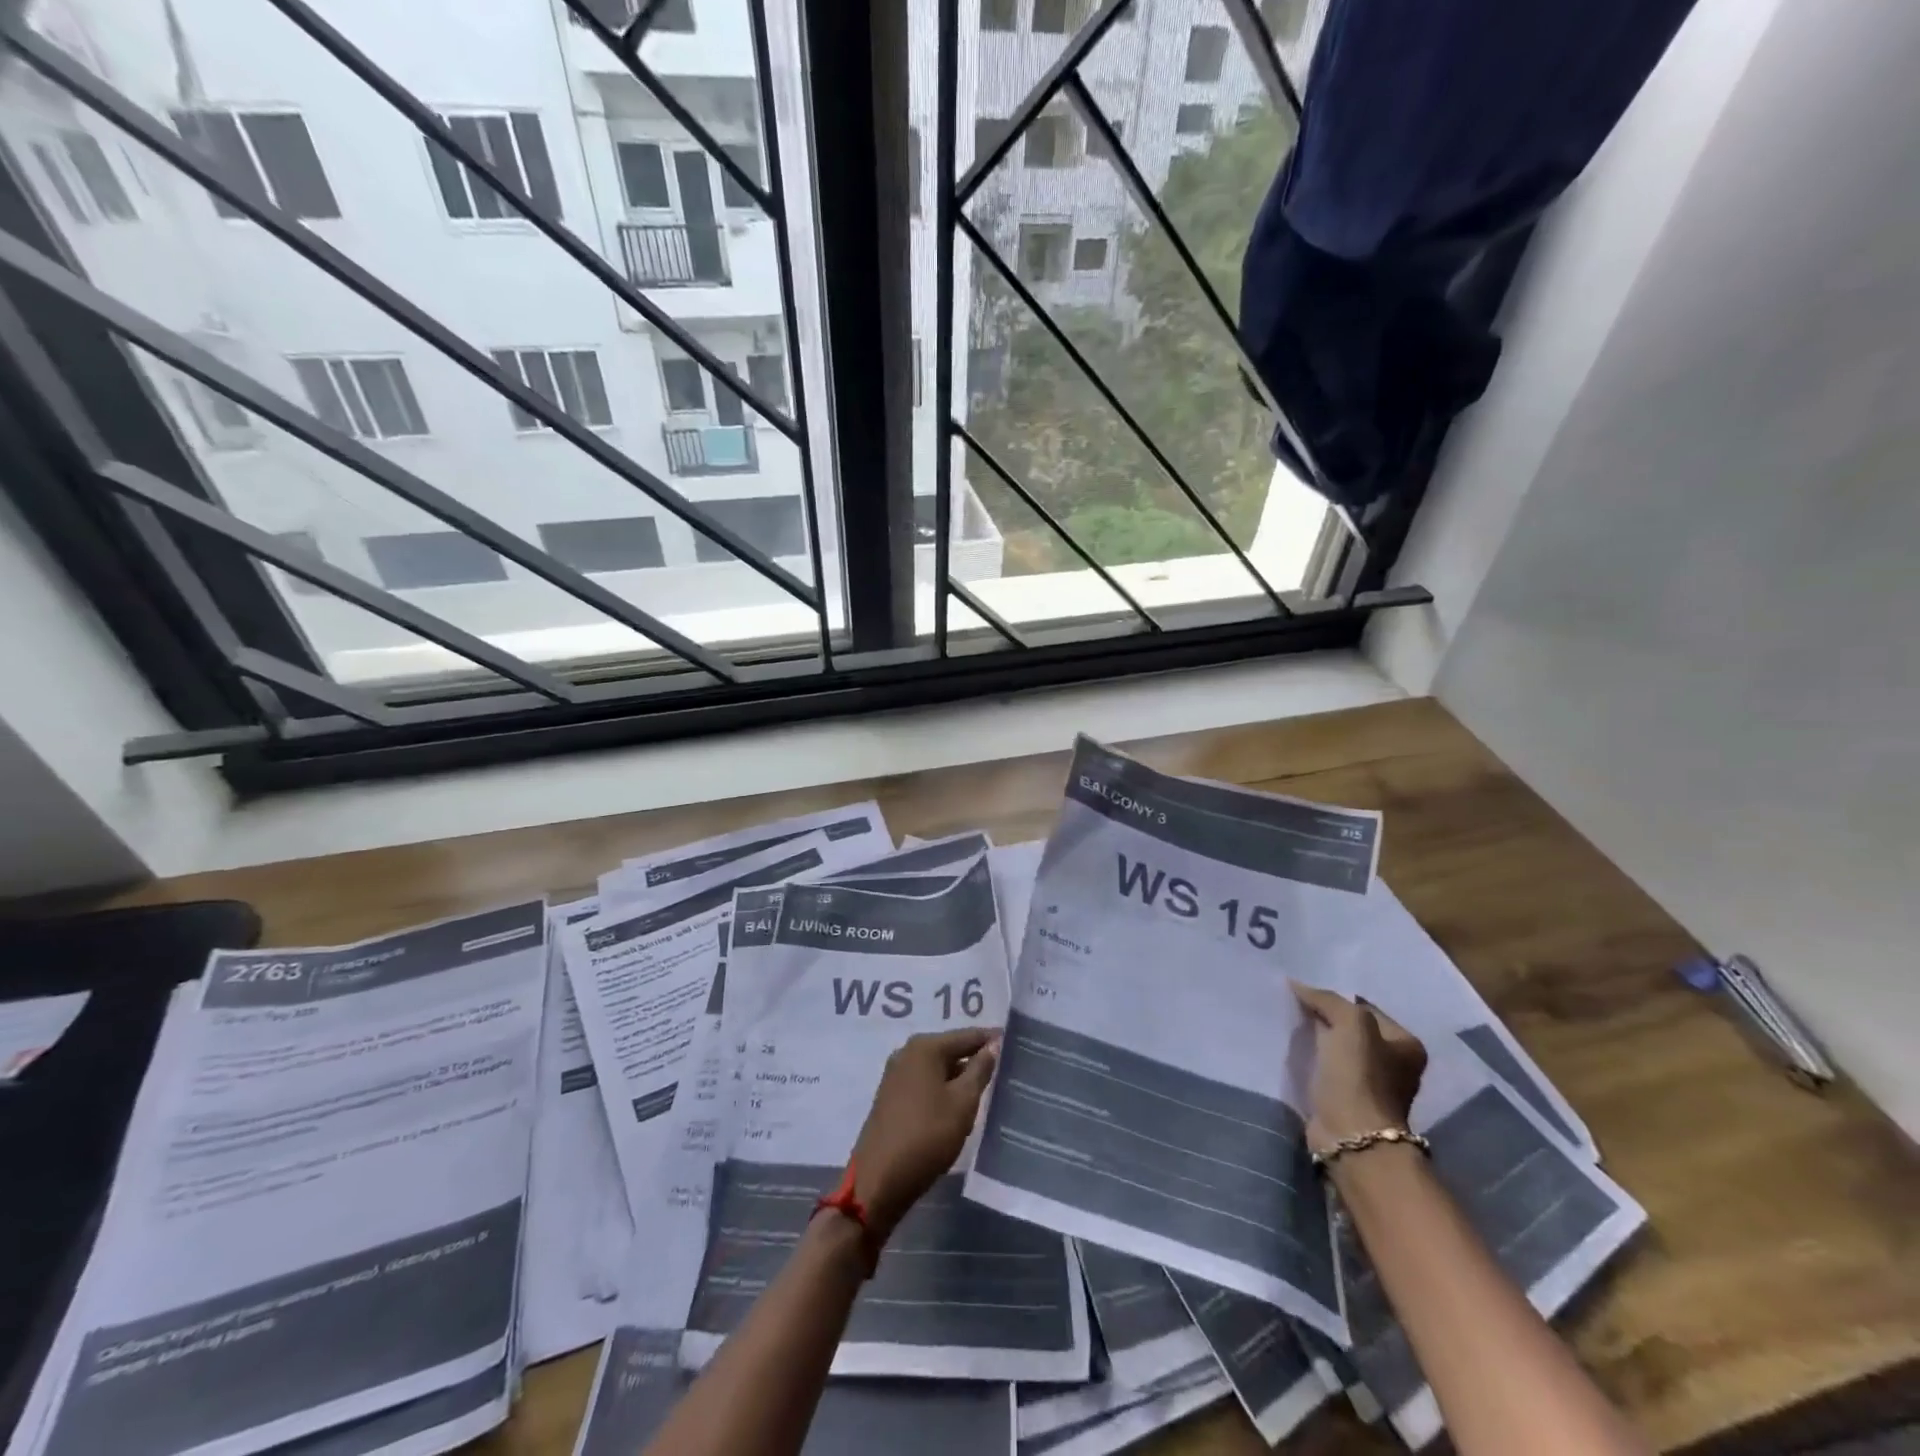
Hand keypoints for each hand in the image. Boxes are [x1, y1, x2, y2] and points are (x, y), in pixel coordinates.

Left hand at [848, 1028, 998, 1241]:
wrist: (879, 1180)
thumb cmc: (927, 1135)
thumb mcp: (963, 1102)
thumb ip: (980, 1070)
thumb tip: (993, 1044)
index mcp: (925, 1047)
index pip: (967, 1036)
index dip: (992, 1040)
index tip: (1015, 1045)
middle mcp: (907, 1053)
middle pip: (951, 1050)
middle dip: (976, 1060)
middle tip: (1006, 1070)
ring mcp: (896, 1075)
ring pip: (938, 1069)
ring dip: (960, 1078)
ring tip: (988, 1089)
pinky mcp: (892, 1097)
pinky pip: (926, 1084)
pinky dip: (944, 1090)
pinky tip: (959, 1106)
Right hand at [1290, 982, 1426, 1153]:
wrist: (1351, 1135)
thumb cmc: (1359, 1076)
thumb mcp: (1350, 1023)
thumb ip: (1327, 999)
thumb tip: (1298, 985)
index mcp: (1406, 1044)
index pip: (1364, 1007)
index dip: (1335, 1000)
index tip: (1305, 995)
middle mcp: (1395, 1064)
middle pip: (1352, 1029)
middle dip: (1325, 1019)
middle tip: (1296, 1007)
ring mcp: (1372, 1085)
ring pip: (1337, 1050)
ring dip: (1317, 1041)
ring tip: (1290, 1027)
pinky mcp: (1348, 1101)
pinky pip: (1327, 1069)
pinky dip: (1312, 1061)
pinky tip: (1294, 1052)